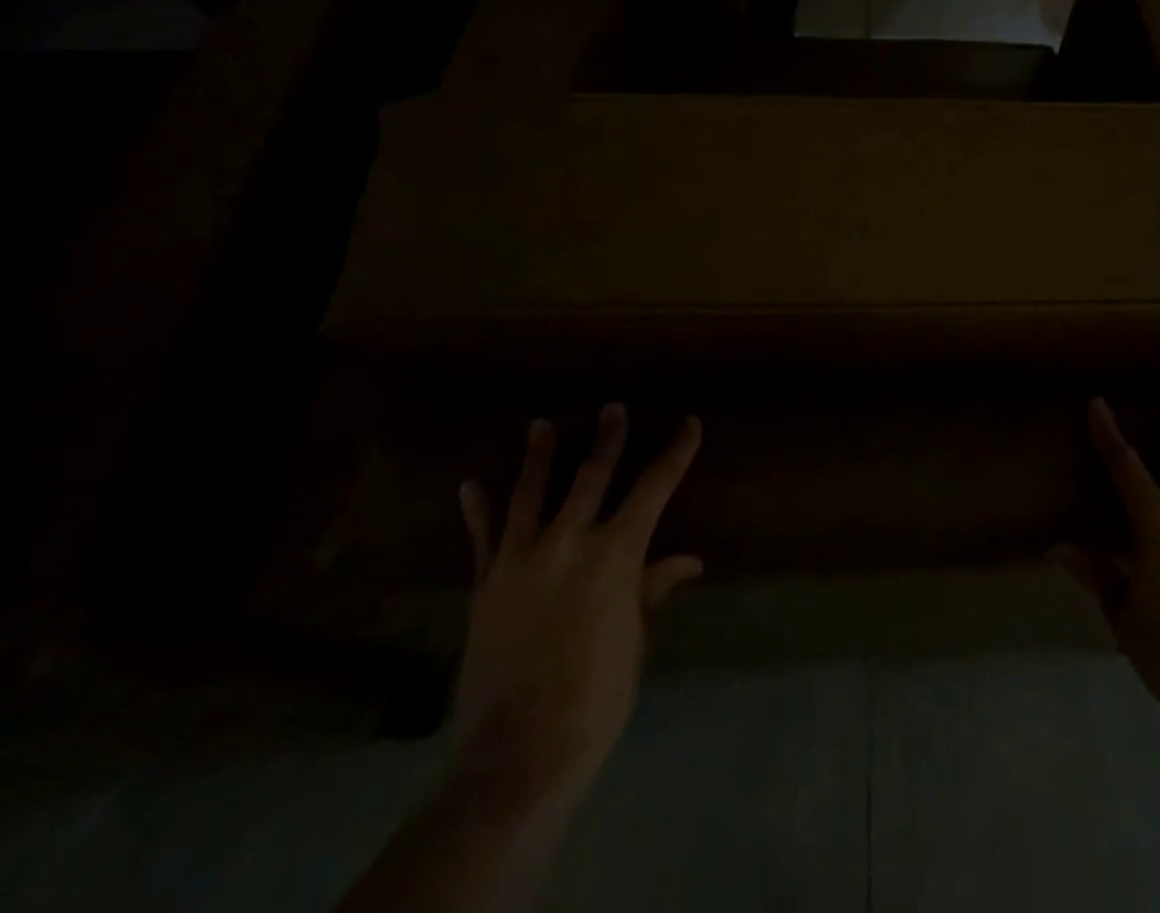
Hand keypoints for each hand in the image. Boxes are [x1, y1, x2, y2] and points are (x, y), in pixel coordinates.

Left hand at [451, 407, 702, 804]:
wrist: (519, 751)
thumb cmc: (597, 694)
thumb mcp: (635, 638)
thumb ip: (653, 588)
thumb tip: (687, 561)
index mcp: (616, 553)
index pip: (654, 488)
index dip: (676, 453)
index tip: (688, 424)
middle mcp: (569, 542)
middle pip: (591, 476)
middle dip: (607, 439)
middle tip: (612, 408)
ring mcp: (521, 559)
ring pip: (532, 493)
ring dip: (540, 456)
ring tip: (541, 425)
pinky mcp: (487, 583)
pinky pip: (483, 538)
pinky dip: (478, 510)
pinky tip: (471, 484)